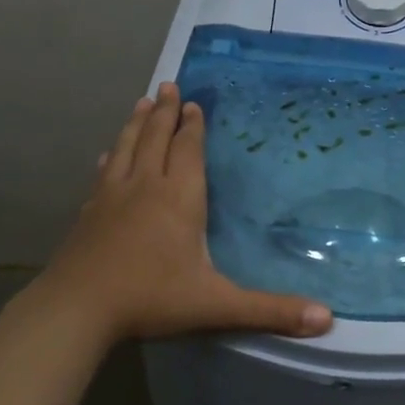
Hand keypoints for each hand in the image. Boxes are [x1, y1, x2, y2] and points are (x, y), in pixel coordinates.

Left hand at [40, 83, 334, 342]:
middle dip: (164, 112)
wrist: (77, 309)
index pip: (187, 150)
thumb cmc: (151, 298)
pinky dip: (110, 158)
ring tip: (142, 103)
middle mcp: (145, 186)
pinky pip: (103, 174)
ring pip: (127, 148)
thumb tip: (327, 318)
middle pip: (156, 138)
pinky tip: (107, 156)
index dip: (193, 126)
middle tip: (167, 85)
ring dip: (137, 124)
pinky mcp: (89, 213)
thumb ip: (270, 310)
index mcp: (179, 198)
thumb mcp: (217, 305)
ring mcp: (111, 197)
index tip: (193, 104)